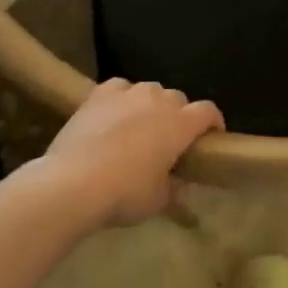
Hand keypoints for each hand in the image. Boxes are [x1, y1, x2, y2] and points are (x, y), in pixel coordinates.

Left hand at [42, 79, 224, 226]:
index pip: (208, 111)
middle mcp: (158, 100)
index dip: (213, 122)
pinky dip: (123, 98)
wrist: (73, 183)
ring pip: (150, 90)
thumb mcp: (159, 199)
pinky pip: (120, 88)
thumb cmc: (124, 193)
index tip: (210, 137)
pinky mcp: (99, 94)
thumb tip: (178, 182)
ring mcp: (127, 93)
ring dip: (151, 105)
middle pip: (178, 99)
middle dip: (179, 116)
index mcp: (180, 124)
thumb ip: (175, 186)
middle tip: (169, 140)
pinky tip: (115, 113)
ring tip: (140, 126)